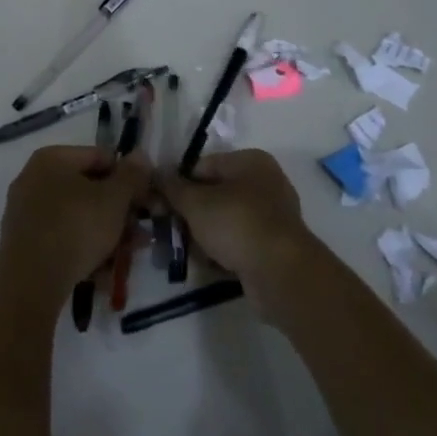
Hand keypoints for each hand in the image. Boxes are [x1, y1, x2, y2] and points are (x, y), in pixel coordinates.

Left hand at [0, 145, 151, 299]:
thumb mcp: (114, 199)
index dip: (129, 178)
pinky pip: (61, 237)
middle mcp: (34, 178)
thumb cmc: (76, 228)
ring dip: (106, 233)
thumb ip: (131, 176)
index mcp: (52, 158)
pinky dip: (83, 249)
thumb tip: (140, 155)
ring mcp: (25, 211)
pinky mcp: (23, 242)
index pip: (100, 157)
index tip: (146, 202)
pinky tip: (102, 270)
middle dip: (119, 211)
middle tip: (140, 233)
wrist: (29, 281)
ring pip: (77, 216)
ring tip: (128, 255)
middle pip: (88, 189)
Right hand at [159, 149, 314, 296]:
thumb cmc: (236, 223)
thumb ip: (172, 187)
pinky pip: (239, 241)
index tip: (160, 203)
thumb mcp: (195, 202)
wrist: (280, 273)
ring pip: (225, 219)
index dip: (178, 183)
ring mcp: (272, 216)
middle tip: (168, 229)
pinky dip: (222, 250)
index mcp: (250, 161)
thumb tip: (156, 174)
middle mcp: (265, 183)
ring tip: (183, 249)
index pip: (203, 166)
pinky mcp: (274, 246)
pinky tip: (206, 262)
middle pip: (214, 193)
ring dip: (203, 234)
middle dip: (190, 212)